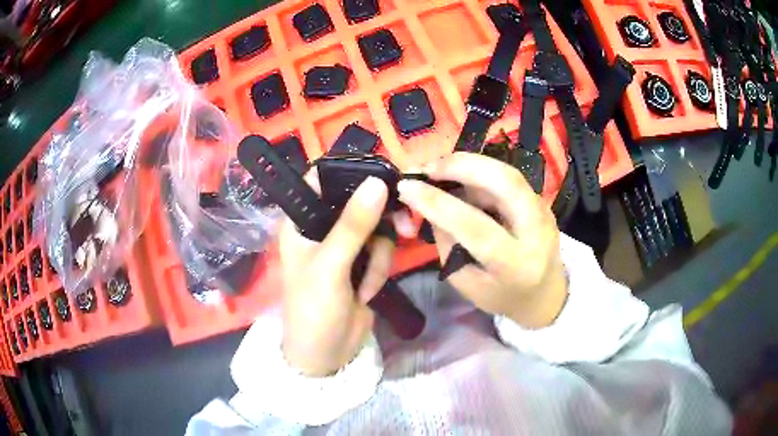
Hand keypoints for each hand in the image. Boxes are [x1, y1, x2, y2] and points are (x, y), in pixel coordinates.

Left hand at [279, 174, 391, 375]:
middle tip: (404, 225)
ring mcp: (344, 247)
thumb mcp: (331, 266)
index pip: (321, 180)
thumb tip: (378, 182)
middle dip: (379, 219)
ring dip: (378, 257)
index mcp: (301, 221)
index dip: (349, 172)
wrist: (327, 355)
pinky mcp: (362, 264)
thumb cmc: (314, 309)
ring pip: (376, 228)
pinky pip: (382, 251)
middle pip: (358, 201)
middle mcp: (321, 227)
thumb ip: (353, 225)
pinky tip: (366, 293)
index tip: (381, 174)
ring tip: (365, 284)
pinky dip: (379, 271)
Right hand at [397, 153, 567, 328]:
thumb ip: (447, 243)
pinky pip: (508, 177)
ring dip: (470, 164)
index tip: (406, 187)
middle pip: (505, 182)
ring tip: (440, 169)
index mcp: (515, 264)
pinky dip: (480, 171)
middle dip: (463, 166)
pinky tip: (461, 177)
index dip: (437, 203)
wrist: (545, 294)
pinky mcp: (541, 201)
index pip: (475, 226)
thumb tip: (428, 202)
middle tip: (428, 166)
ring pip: (507, 173)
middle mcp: (536, 231)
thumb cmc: (501, 296)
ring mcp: (544, 211)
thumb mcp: (465, 281)